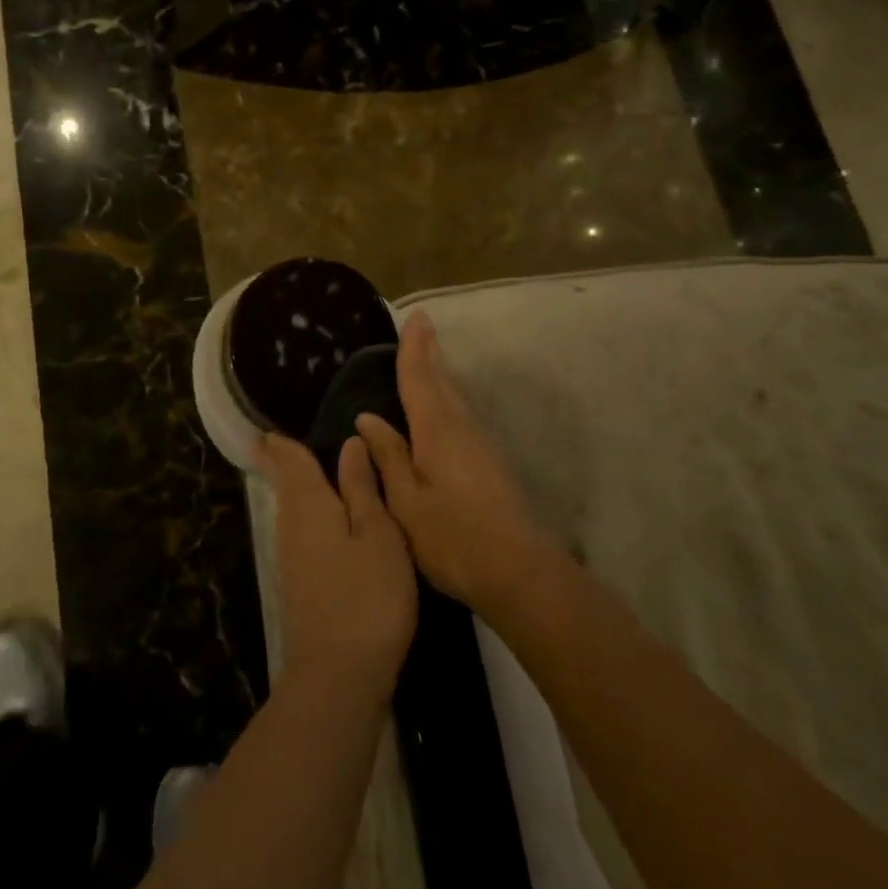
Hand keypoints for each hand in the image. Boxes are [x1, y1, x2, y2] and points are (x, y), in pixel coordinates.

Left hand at [257, 433, 417, 705]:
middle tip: (286, 441)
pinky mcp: (299, 585)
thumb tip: (350, 443)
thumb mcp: (378, 535)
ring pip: (292, 510)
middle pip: (285, 484)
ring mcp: (291, 559)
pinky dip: (310, 516)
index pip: (289, 460)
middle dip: (284, 462)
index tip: (271, 426)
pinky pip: (301, 533)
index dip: (281, 442)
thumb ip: (362, 488)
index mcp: (309, 504)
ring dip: (297, 488)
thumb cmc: (367, 596)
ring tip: (313, 471)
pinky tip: (328, 522)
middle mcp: (291, 526)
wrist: (338, 677)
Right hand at [355, 312, 559, 616]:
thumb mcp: (406, 502)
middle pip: (442, 381)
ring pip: (456, 398)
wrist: (518, 571)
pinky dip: (448, 400)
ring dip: (440, 375)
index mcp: (437, 430)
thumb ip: (388, 457)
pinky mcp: (491, 462)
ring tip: (428, 360)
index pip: (419, 378)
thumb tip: (368, 419)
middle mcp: (462, 427)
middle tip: (422, 327)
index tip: (416, 316)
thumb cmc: (452, 538)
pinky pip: (462, 416)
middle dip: (430, 354)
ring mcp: (481, 444)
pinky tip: (442, 411)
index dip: (414, 348)